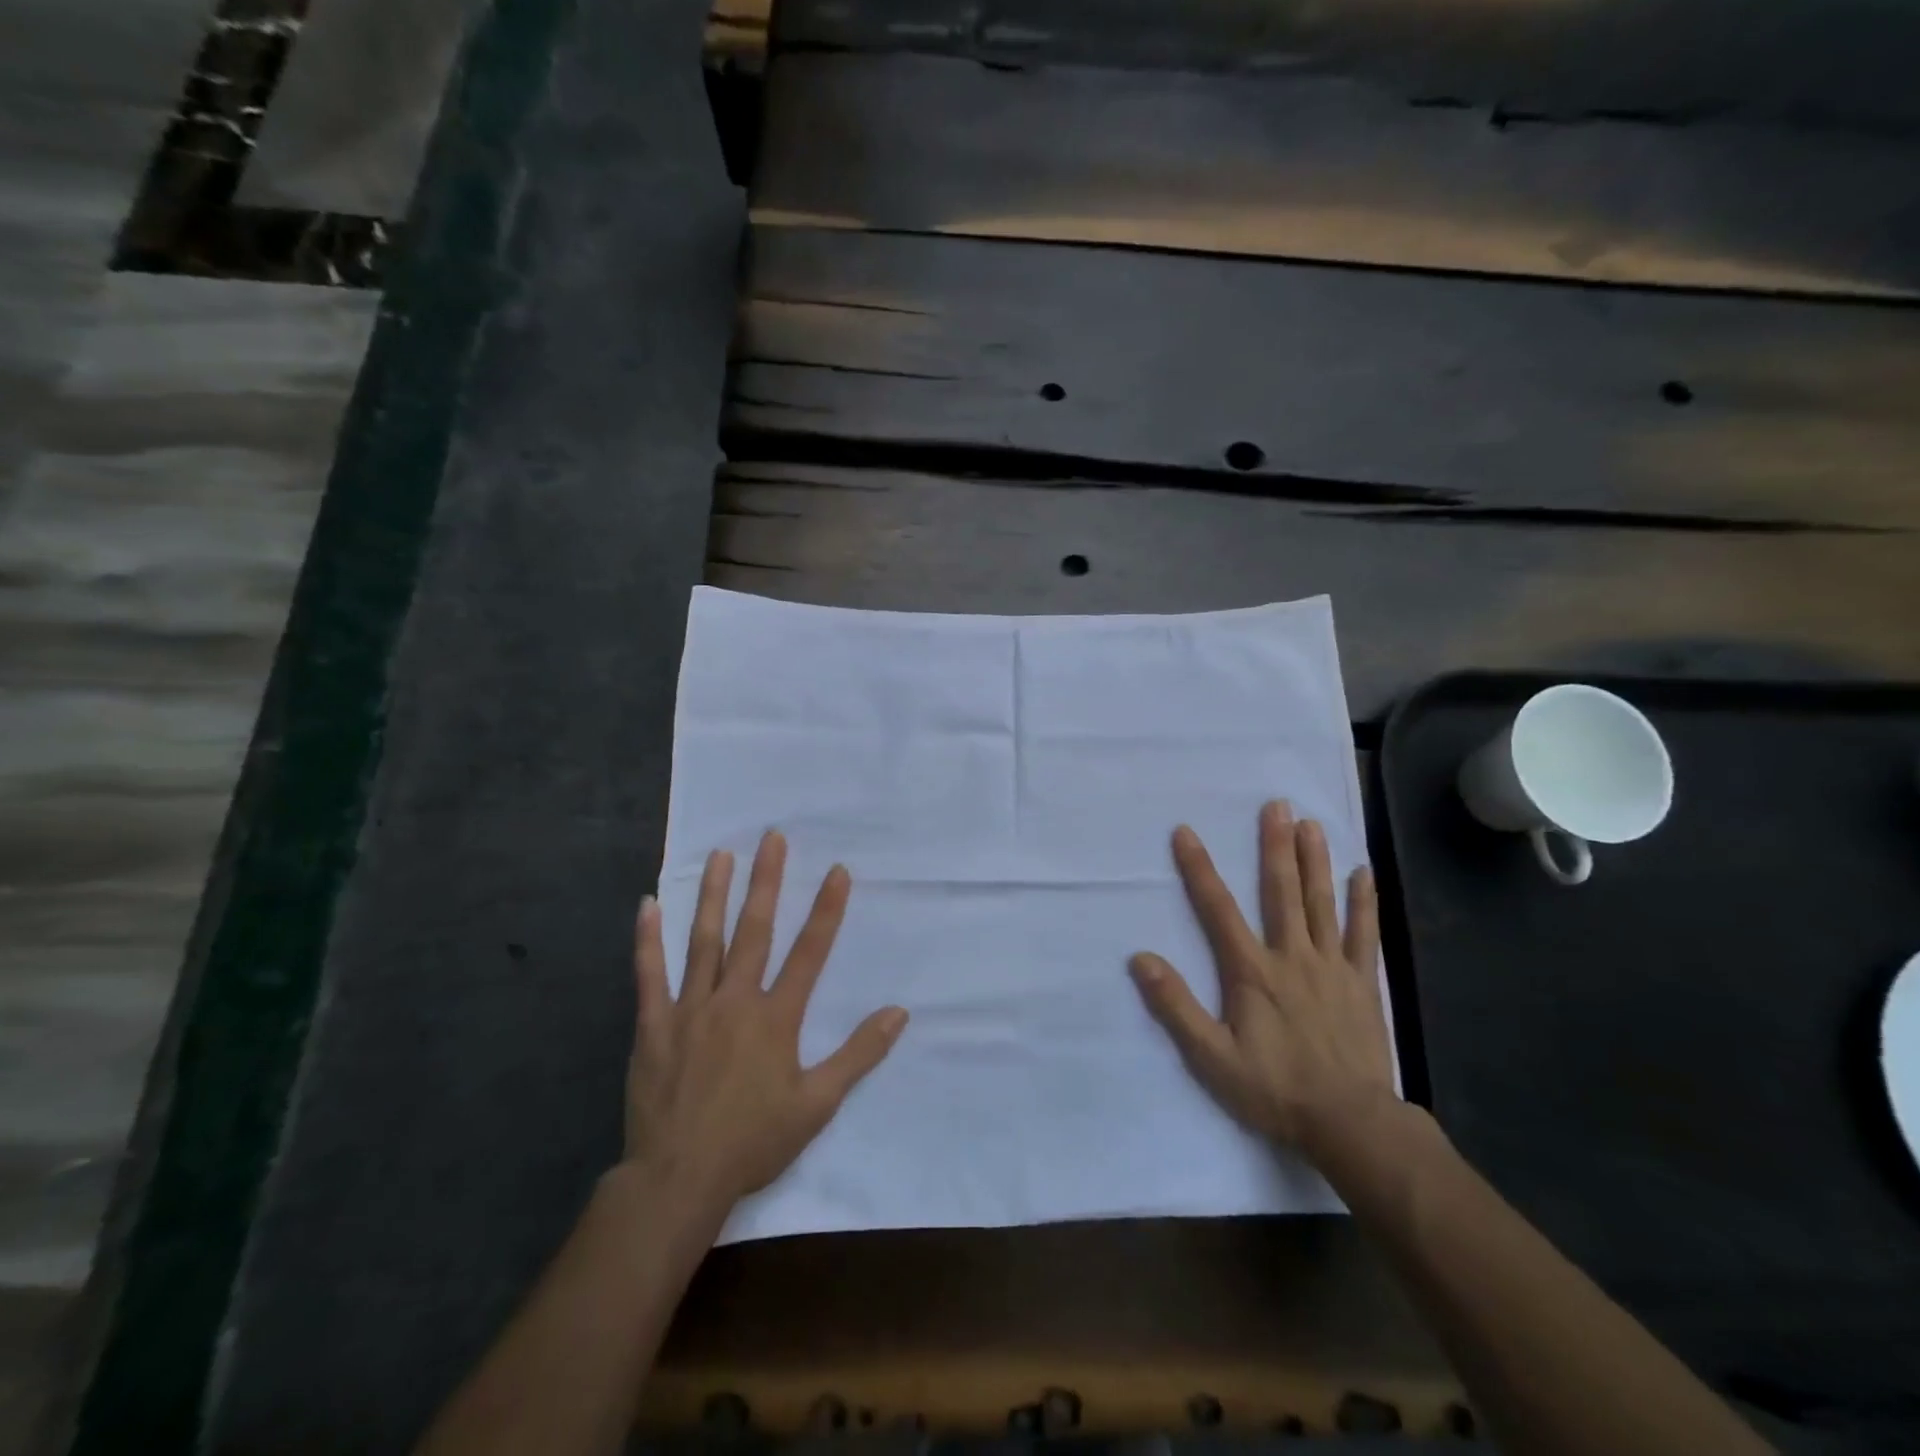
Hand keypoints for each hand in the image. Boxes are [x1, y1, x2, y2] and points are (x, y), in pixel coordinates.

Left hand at [627, 830, 907, 1210]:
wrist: (678, 1179)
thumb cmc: (753, 1142)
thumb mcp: (818, 1104)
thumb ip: (859, 1054)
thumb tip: (899, 1012)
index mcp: (776, 1017)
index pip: (809, 952)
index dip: (826, 909)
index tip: (837, 870)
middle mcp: (735, 1000)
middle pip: (755, 931)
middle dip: (767, 881)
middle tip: (772, 838)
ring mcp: (690, 1009)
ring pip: (704, 941)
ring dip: (714, 895)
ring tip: (721, 855)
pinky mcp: (653, 1025)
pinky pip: (649, 975)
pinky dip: (647, 940)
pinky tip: (647, 905)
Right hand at [1130, 801, 1395, 1159]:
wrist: (1350, 1123)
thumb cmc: (1275, 1089)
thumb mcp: (1211, 1057)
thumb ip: (1175, 1006)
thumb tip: (1140, 959)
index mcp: (1252, 971)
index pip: (1217, 909)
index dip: (1199, 869)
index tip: (1185, 832)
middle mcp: (1292, 956)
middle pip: (1281, 892)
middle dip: (1274, 846)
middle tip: (1276, 805)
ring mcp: (1332, 967)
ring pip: (1322, 903)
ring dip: (1315, 861)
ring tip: (1311, 823)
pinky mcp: (1363, 984)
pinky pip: (1365, 935)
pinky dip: (1364, 903)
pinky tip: (1363, 872)